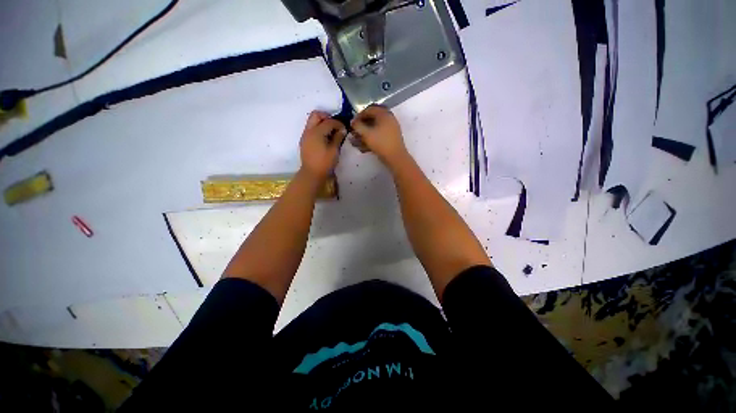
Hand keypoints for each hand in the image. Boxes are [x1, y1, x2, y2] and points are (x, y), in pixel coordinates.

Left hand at [300, 111, 346, 181]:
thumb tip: (342, 130)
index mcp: (317, 132)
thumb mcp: (334, 150)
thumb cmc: (324, 162)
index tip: (344, 129)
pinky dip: (318, 129)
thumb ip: (338, 137)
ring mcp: (305, 135)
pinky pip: (311, 129)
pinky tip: (325, 138)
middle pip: (316, 115)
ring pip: (312, 121)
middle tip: (335, 126)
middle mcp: (309, 130)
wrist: (312, 173)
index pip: (329, 121)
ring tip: (331, 132)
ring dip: (322, 123)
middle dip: (327, 117)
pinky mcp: (304, 141)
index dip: (338, 123)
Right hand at [350, 105, 408, 168]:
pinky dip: (371, 139)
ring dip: (364, 134)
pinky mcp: (391, 138)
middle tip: (355, 132)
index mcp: (384, 114)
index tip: (352, 124)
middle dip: (361, 126)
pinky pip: (379, 135)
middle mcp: (389, 119)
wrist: (396, 157)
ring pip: (375, 129)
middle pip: (372, 119)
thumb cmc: (381, 143)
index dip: (359, 116)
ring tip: (356, 142)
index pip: (369, 109)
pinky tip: (363, 147)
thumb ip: (357, 126)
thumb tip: (352, 122)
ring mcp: (391, 129)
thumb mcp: (366, 134)